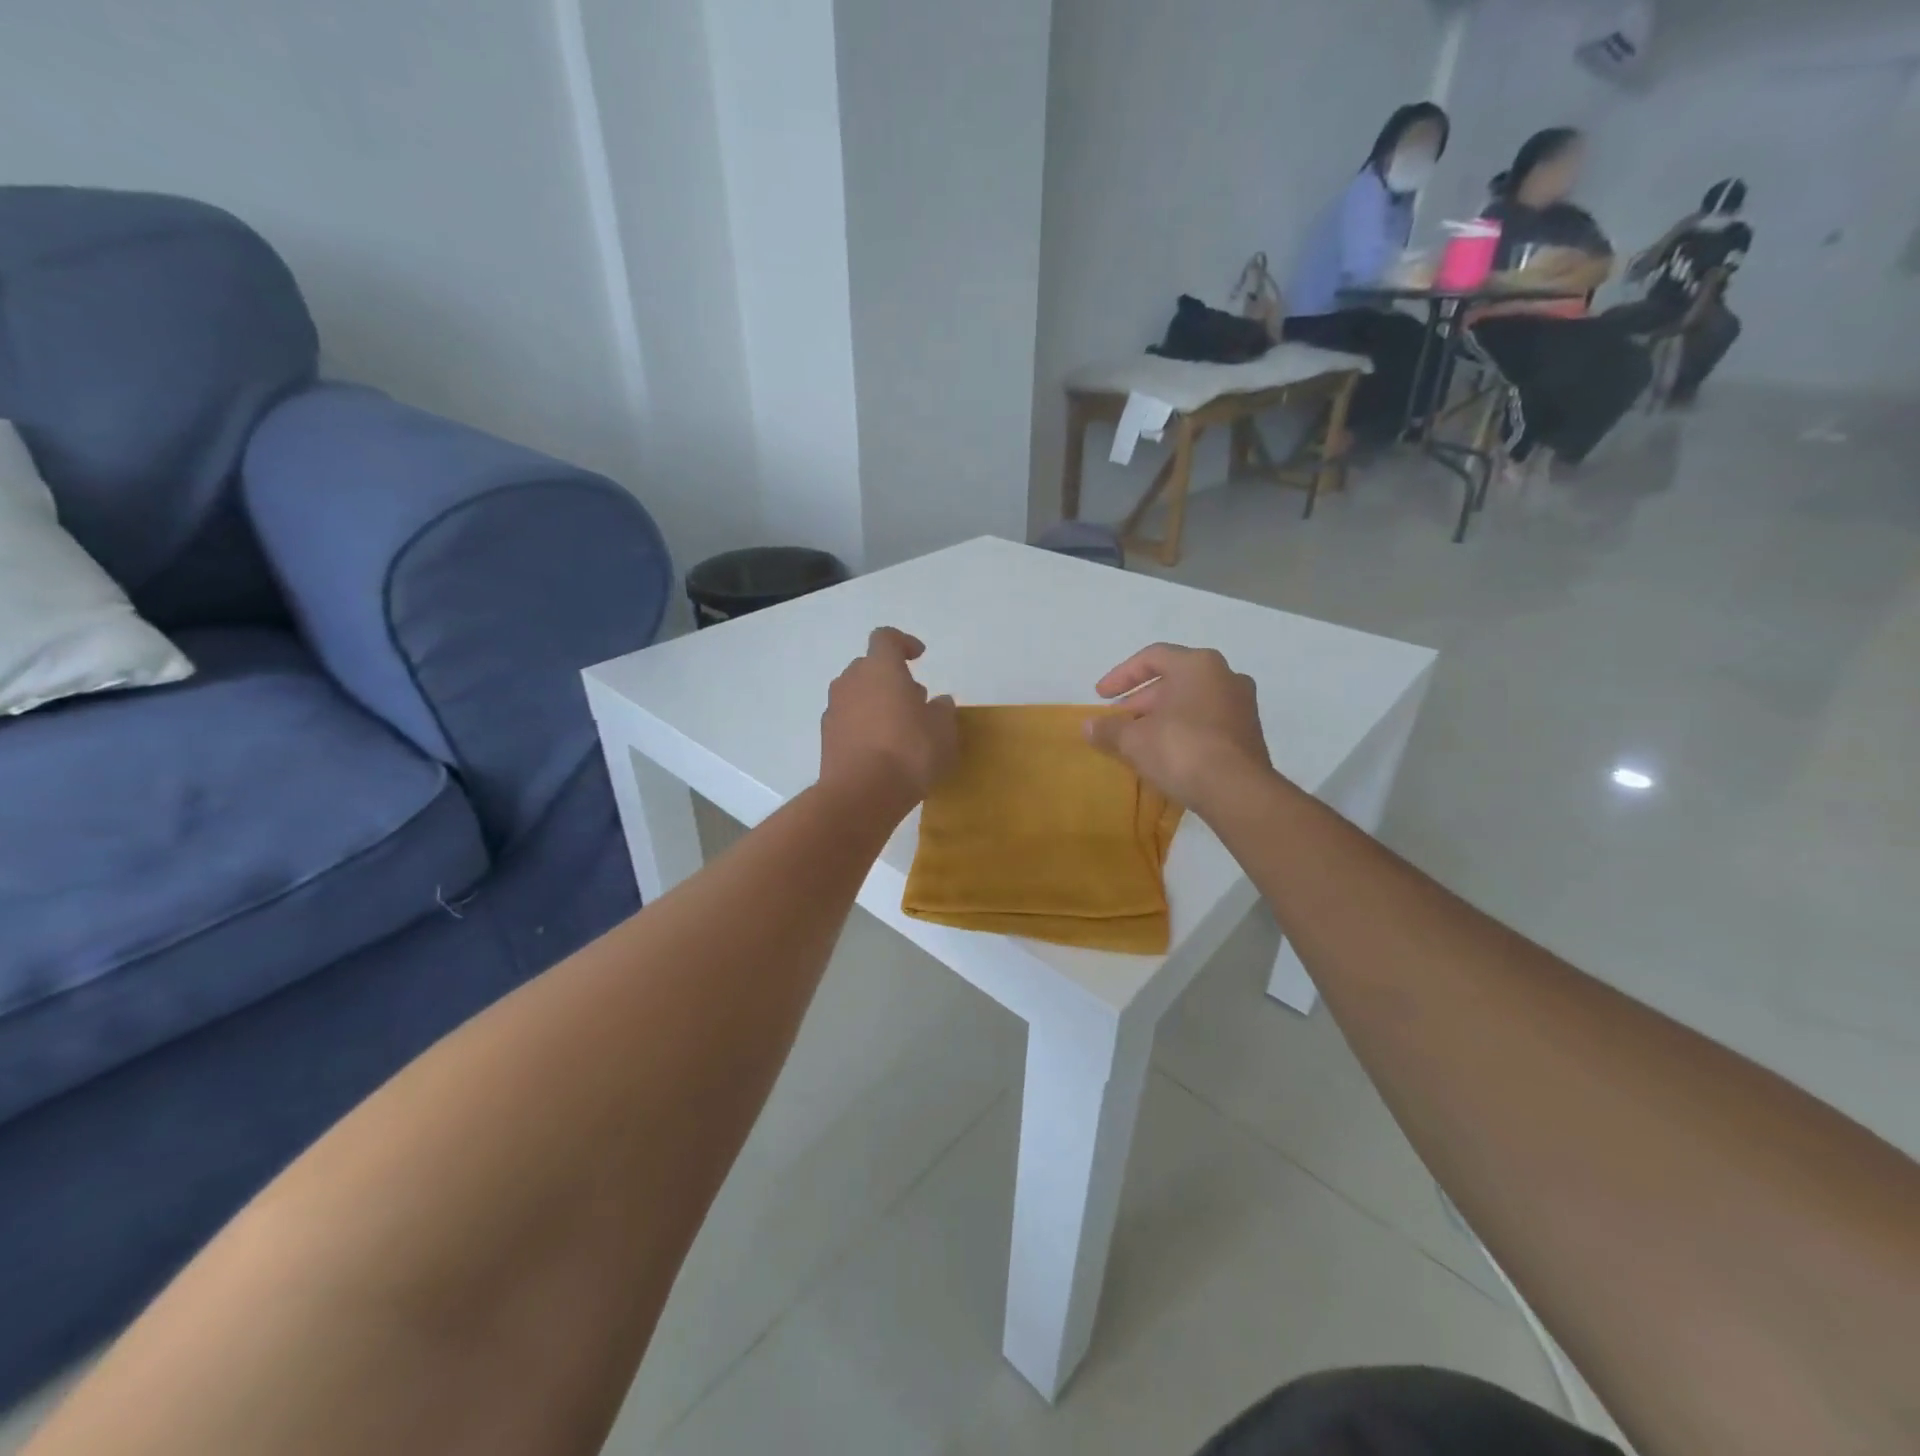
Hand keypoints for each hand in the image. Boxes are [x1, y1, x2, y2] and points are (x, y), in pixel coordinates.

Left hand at [820, 628, 957, 808]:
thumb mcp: (943, 731)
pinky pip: (848, 721)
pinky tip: (882, 751)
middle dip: (891, 678)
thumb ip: (943, 710)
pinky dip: (863, 727)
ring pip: (857, 695)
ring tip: (900, 729)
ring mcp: (834, 710)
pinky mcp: (826, 738)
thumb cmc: (909, 751)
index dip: (903, 643)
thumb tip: (938, 703)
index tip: (919, 656)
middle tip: (914, 700)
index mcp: (880, 668)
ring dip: (876, 703)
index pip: (886, 638)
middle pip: (869, 667)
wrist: (861, 794)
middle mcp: (851, 681)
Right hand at [1084, 644, 1273, 813]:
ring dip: (1162, 716)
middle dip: (1141, 701)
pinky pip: (1208, 721)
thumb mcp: (1134, 740)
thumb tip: (1088, 726)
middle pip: (1173, 680)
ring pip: (1192, 702)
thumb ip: (1109, 729)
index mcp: (1198, 665)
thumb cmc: (1181, 749)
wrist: (1237, 792)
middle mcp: (1225, 676)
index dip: (1121, 676)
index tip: (1101, 697)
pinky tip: (1166, 753)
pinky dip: (1184, 730)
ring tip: (1138, 739)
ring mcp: (1242, 705)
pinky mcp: (1249, 733)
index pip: (1151, 657)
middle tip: (1118, 721)